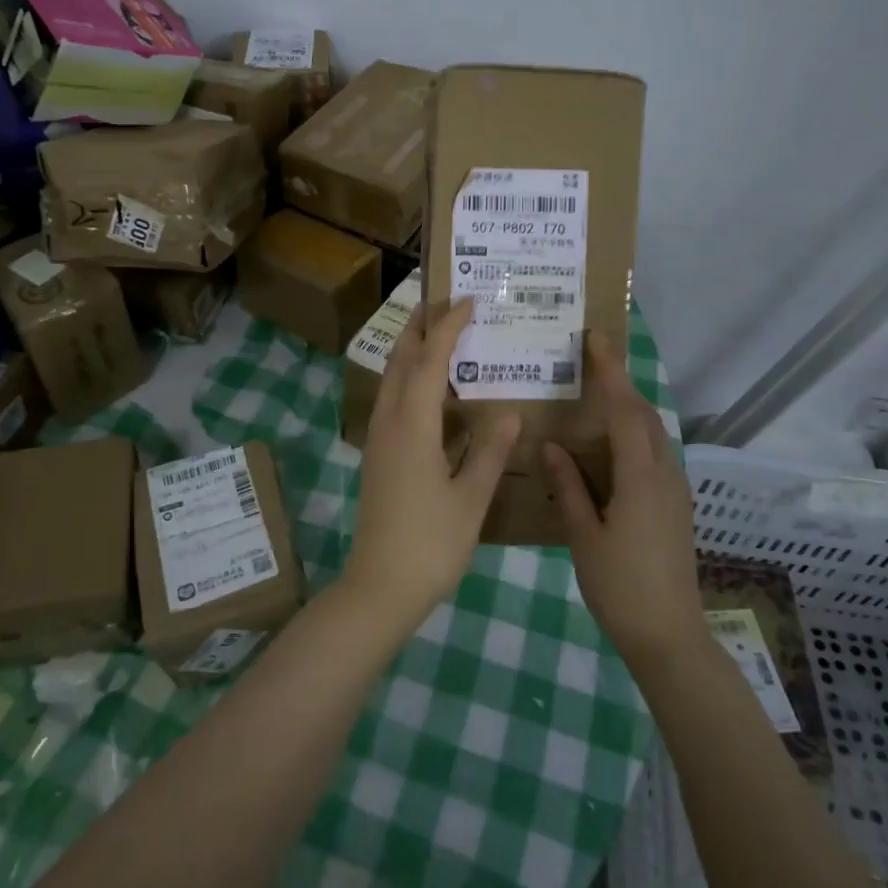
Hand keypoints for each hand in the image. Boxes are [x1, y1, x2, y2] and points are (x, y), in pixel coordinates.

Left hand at [345, 297, 520, 624]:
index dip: (449, 327)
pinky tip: (435, 393)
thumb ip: (490, 452)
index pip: (430, 361)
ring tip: (441, 336)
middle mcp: (389, 423)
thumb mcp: (470, 499)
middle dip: (419, 327)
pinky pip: (393, 401)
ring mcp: (379, 439)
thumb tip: (508, 413)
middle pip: (400, 360)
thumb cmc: (430, 544)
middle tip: (445, 302)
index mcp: (412, 426)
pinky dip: (411, 380)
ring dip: (412, 351)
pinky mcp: (378, 456)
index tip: (468, 300)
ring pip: (392, 379)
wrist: (380, 587)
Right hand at [544, 331, 703, 665]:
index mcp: (641, 478)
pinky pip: (654, 455)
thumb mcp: (584, 536)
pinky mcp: (675, 506)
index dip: (612, 371)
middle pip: (645, 415)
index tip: (596, 339)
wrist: (669, 636)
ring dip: (628, 410)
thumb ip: (568, 487)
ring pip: (653, 434)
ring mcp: (676, 491)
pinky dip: (633, 436)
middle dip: (621, 384)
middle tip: (589, 364)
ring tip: (594, 399)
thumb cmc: (620, 587)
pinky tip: (607, 449)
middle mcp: (665, 475)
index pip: (627, 410)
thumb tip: (552, 445)